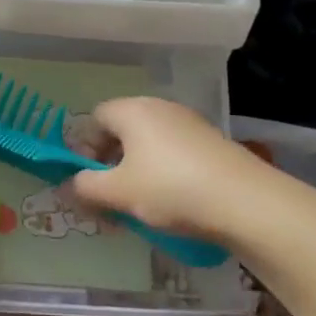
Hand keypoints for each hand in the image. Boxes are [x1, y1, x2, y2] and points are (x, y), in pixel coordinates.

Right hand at [71, 97, 286, 245]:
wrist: (248, 202)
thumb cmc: (171, 189)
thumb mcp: (119, 192)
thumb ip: (86, 187)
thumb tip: (68, 186)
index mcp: (132, 110)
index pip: (95, 118)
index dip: (85, 147)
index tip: (88, 179)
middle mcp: (159, 108)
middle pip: (122, 131)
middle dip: (109, 165)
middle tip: (109, 198)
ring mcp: (189, 124)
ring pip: (148, 146)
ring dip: (136, 173)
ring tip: (138, 207)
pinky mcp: (211, 144)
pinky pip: (173, 154)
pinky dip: (163, 175)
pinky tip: (170, 205)